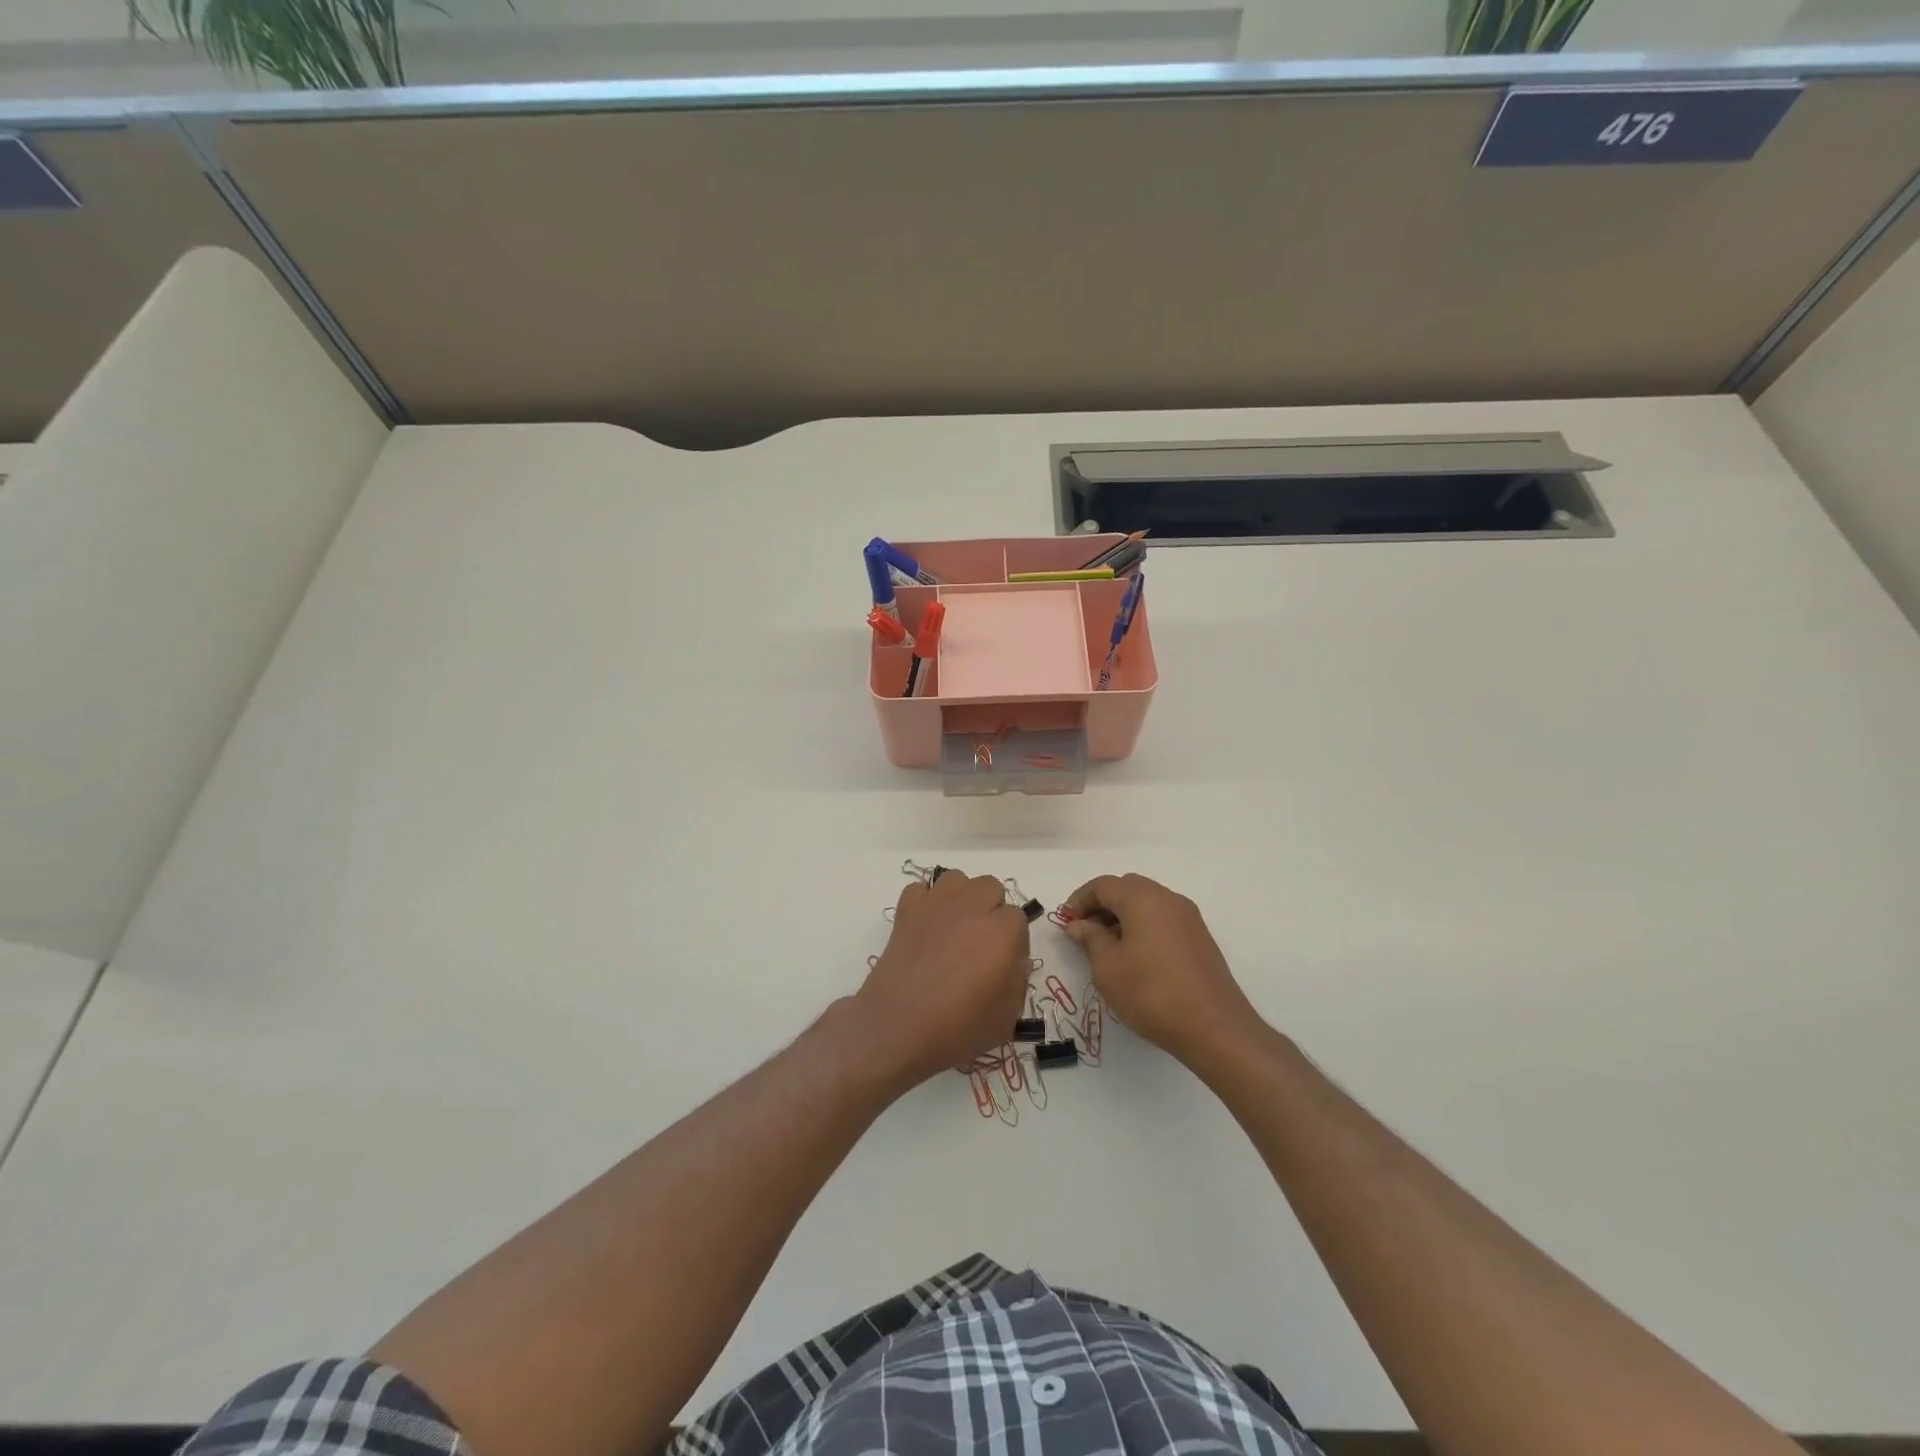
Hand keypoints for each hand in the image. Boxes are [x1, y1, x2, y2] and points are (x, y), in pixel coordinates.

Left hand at [855, 870, 1031, 1089]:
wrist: (897, 1028)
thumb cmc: (957, 1029)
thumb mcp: (1006, 1019)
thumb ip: (1018, 981)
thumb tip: (1013, 960)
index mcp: (1001, 932)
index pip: (1018, 918)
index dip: (1014, 940)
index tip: (1005, 963)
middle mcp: (971, 909)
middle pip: (990, 887)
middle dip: (991, 909)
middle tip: (982, 943)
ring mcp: (936, 905)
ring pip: (957, 879)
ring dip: (961, 897)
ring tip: (955, 927)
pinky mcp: (906, 911)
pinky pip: (920, 888)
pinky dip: (925, 901)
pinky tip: (926, 925)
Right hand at [1061, 874, 1257, 1064]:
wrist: (1214, 1027)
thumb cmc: (1151, 992)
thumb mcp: (1108, 967)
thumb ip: (1090, 939)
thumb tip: (1078, 925)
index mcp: (1143, 898)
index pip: (1103, 885)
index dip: (1079, 900)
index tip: (1066, 922)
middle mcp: (1168, 899)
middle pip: (1127, 888)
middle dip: (1102, 905)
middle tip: (1084, 932)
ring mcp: (1188, 918)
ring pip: (1147, 903)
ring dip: (1123, 917)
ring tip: (1107, 948)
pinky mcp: (1199, 938)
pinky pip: (1163, 920)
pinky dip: (1143, 927)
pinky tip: (1135, 958)